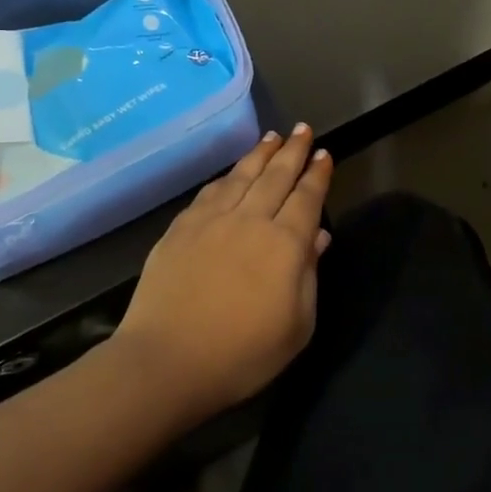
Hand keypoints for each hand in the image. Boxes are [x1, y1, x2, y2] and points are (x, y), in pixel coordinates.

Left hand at [117, 126, 334, 415]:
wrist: (167, 362)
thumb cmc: (243, 354)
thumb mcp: (297, 326)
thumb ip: (309, 276)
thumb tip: (317, 237)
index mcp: (285, 244)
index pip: (307, 198)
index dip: (317, 174)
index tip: (323, 153)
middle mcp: (250, 221)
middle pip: (276, 177)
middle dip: (292, 151)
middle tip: (302, 129)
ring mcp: (211, 222)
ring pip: (242, 176)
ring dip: (260, 154)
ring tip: (272, 137)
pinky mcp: (180, 230)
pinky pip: (209, 192)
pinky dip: (226, 177)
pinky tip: (231, 173)